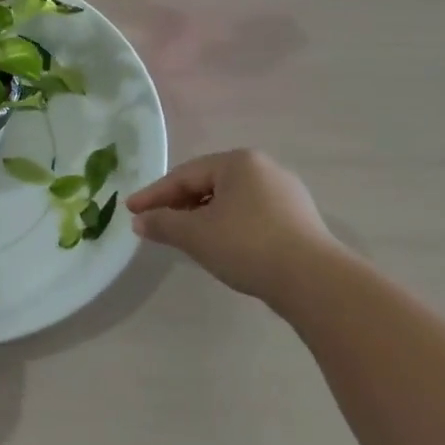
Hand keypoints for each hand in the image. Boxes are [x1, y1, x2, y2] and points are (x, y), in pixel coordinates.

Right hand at [127, 149, 341, 301]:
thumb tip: (139, 221)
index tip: (130, 210)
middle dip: (178, 204)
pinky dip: (227, 225)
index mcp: (238, 162)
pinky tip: (219, 244)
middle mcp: (264, 169)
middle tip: (154, 222)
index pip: (184, 175)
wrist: (314, 281)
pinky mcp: (299, 219)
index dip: (153, 194)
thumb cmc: (247, 245)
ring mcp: (286, 194)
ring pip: (230, 200)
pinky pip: (250, 214)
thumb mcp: (195, 234)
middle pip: (208, 184)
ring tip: (183, 235)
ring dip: (202, 216)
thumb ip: (163, 223)